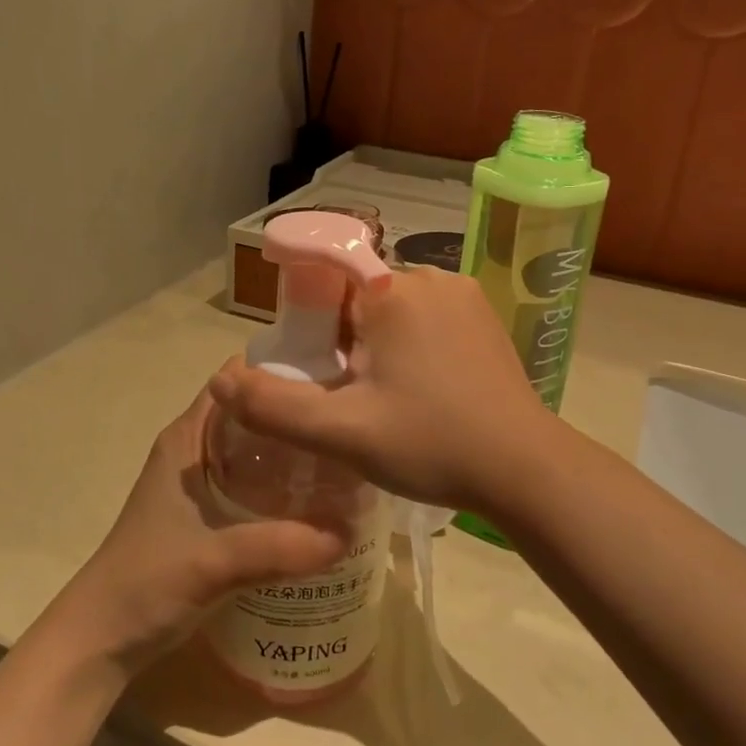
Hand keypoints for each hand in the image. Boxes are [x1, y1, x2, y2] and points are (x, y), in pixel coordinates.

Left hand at [37, 388, 353, 682]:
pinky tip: (320, 505)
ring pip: (257, 452)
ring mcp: (202, 485)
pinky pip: (256, 486)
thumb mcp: (213, 561)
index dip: (280, 372)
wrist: (103, 638)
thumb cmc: (145, 583)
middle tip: (350, 424)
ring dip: (294, 454)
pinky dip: (285, 488)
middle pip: (254, 415)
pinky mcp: (210, 517)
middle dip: (298, 416)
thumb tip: (346, 534)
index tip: (332, 378)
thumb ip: (277, 547)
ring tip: (347, 460)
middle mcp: (195, 451)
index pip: (236, 380)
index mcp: (187, 438)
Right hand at [208, 266, 553, 513]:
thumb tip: (220, 381)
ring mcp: (464, 296)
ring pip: (393, 309)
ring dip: (376, 345)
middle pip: (358, 296)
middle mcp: (431, 278)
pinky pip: (427, 319)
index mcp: (393, 291)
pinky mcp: (484, 318)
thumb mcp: (342, 432)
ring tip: (386, 401)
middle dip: (342, 340)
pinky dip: (410, 346)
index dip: (308, 320)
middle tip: (349, 397)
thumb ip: (273, 407)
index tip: (314, 367)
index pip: (325, 276)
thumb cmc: (432, 443)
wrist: (526, 470)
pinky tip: (421, 392)